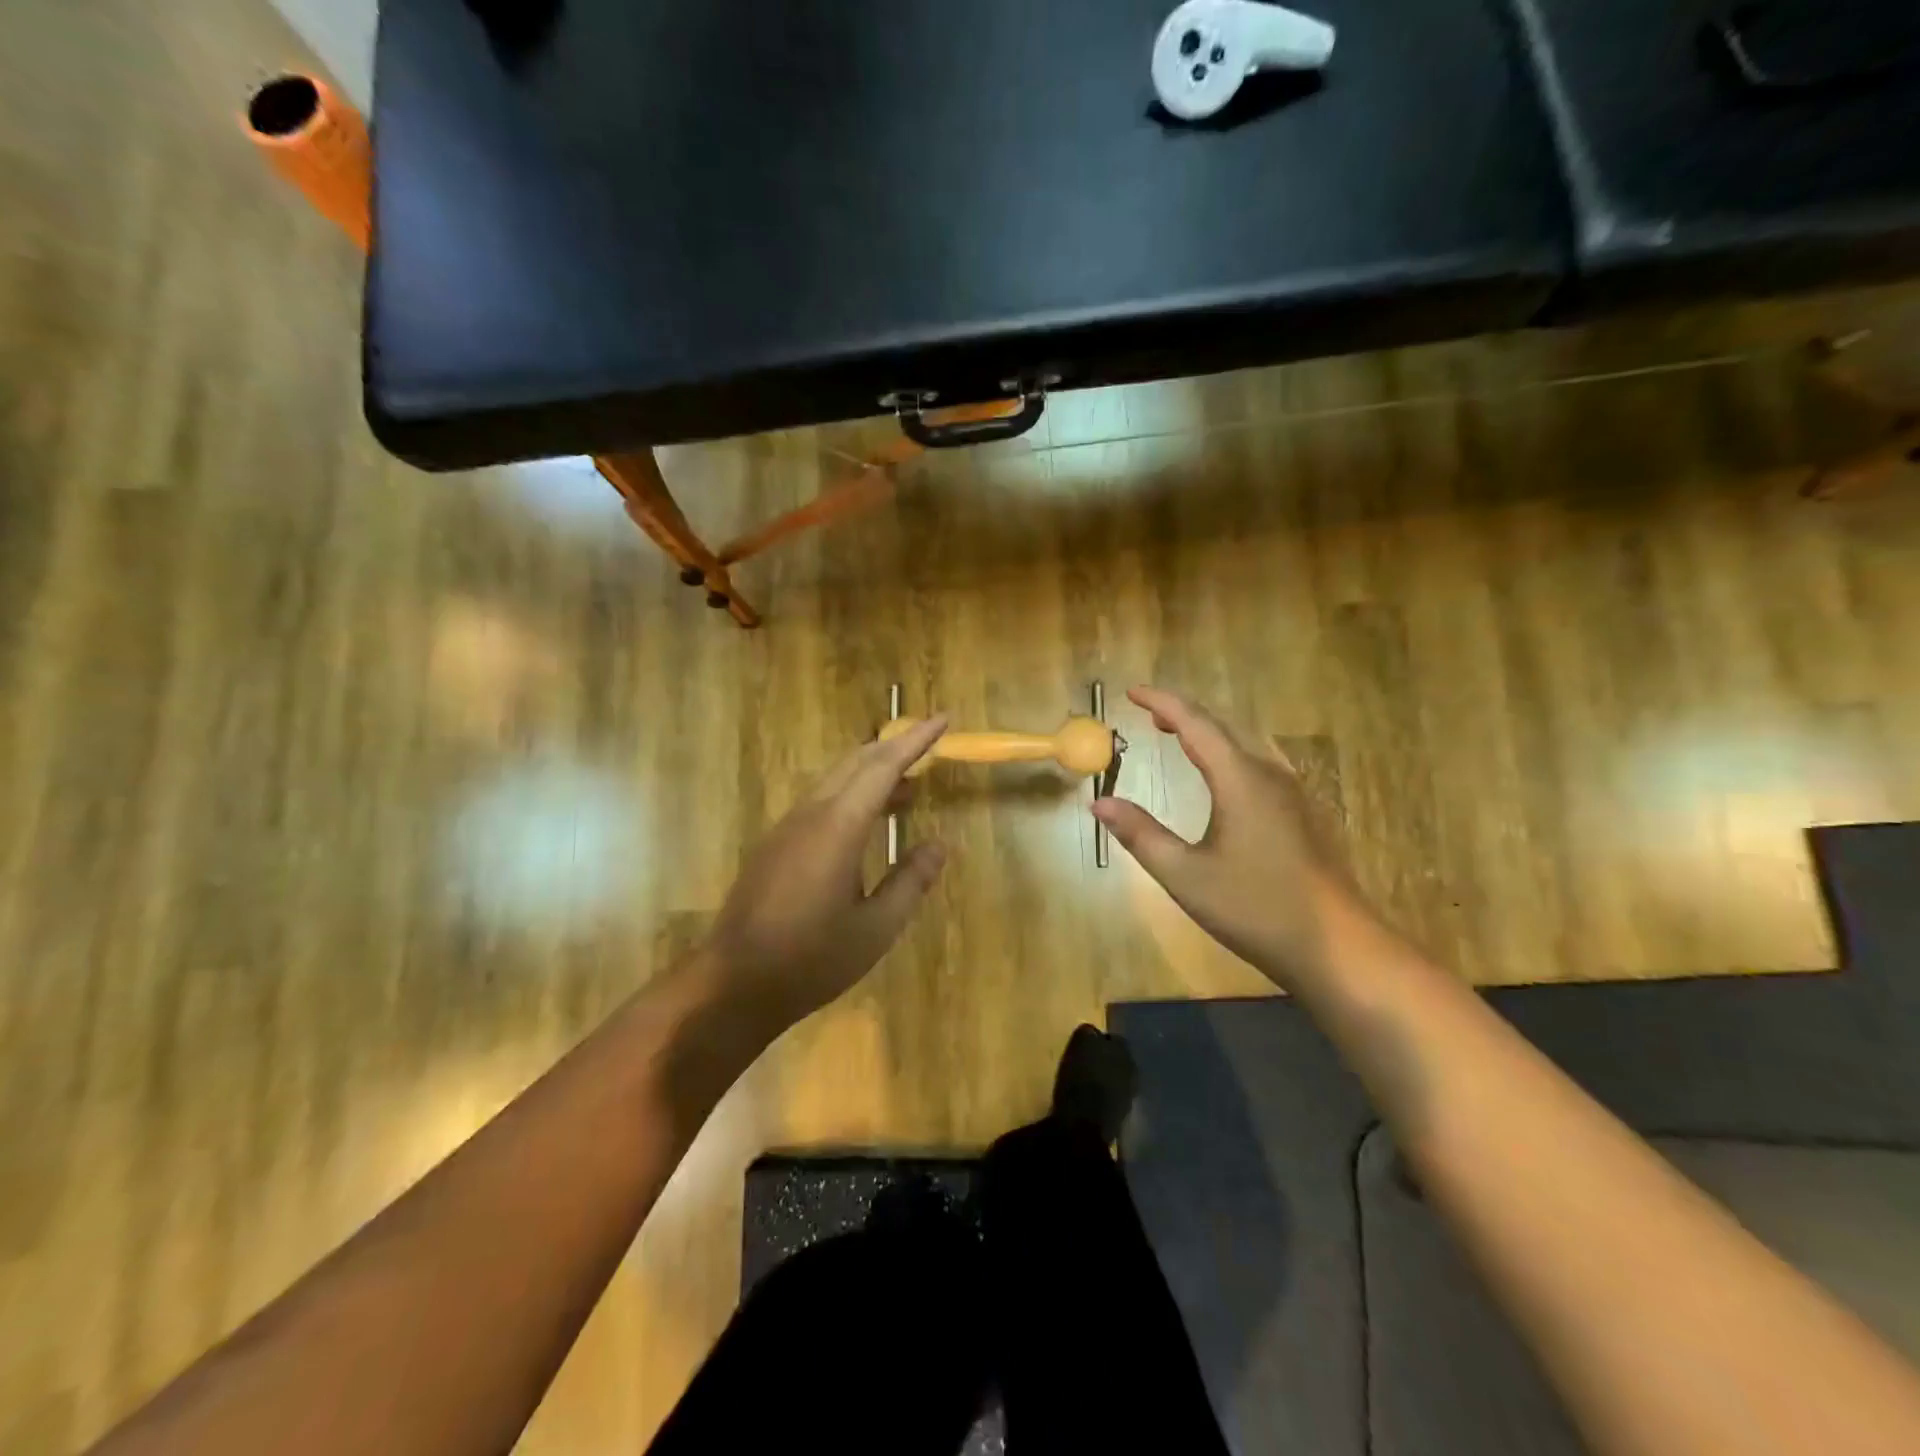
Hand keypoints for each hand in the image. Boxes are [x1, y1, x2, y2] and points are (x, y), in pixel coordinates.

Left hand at [705, 715, 949, 1029]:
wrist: (734, 983)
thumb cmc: (812, 959)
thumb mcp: (876, 928)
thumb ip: (910, 881)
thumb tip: (938, 845)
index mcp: (839, 827)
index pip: (883, 766)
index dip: (915, 741)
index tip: (942, 720)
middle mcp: (810, 814)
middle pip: (855, 763)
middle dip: (894, 747)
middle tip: (929, 746)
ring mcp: (787, 827)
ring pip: (834, 780)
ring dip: (872, 772)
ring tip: (908, 786)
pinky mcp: (774, 845)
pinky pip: (820, 801)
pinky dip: (851, 794)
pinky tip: (866, 821)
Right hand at [1091, 687, 1371, 991]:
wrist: (1338, 945)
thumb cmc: (1256, 907)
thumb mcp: (1185, 875)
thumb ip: (1141, 834)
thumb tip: (1100, 803)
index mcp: (1239, 779)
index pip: (1194, 723)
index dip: (1161, 702)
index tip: (1131, 691)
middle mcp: (1269, 774)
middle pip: (1223, 724)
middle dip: (1184, 712)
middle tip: (1149, 713)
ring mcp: (1292, 792)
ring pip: (1246, 741)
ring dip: (1210, 730)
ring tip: (1180, 735)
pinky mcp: (1303, 812)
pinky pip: (1260, 761)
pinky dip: (1230, 750)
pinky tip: (1224, 775)